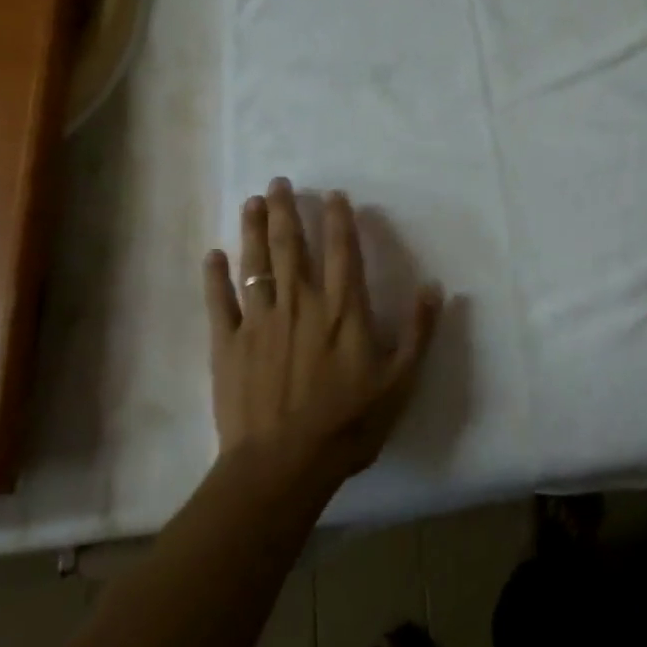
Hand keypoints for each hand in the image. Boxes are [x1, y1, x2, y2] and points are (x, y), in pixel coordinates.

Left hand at [206, 178, 442, 487]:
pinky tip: (213, 255)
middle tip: (278, 182)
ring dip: (254, 230)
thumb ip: (418, 332)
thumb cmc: (348, 424)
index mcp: (343, 310)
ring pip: (256, 264)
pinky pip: (219, 302)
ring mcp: (260, 322)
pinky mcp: (227, 344)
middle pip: (293, 247)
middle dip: (287, 211)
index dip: (338, 220)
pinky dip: (215, 277)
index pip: (343, 252)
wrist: (283, 465)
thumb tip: (434, 286)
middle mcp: (301, 304)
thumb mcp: (400, 382)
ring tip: (252, 202)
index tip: (332, 194)